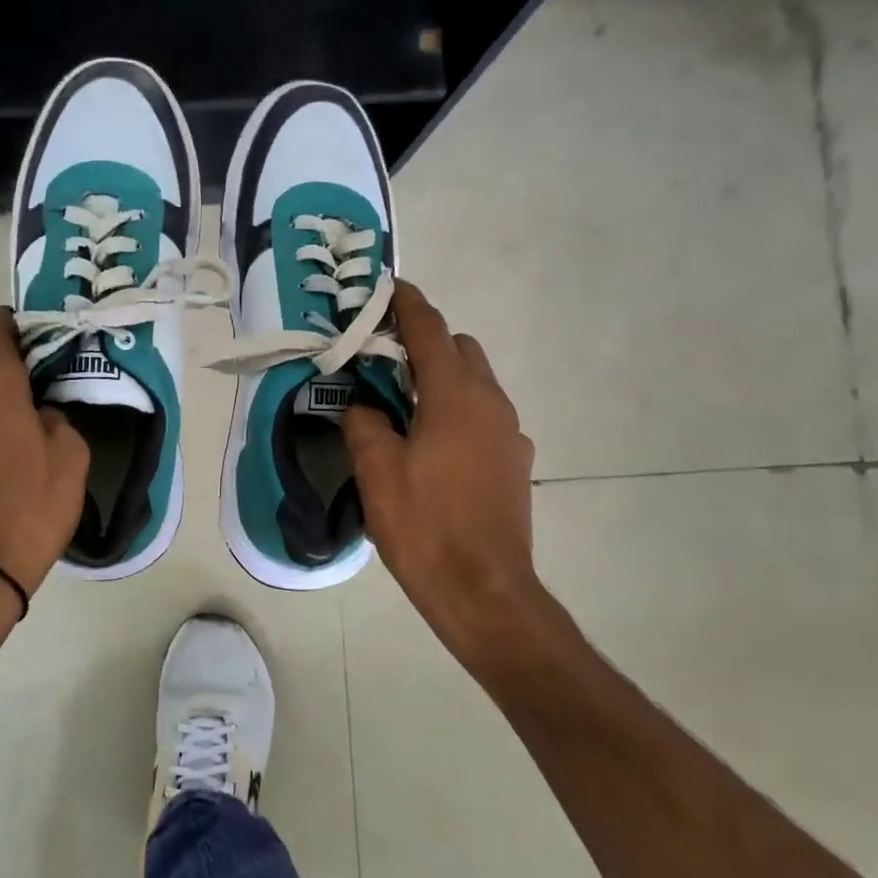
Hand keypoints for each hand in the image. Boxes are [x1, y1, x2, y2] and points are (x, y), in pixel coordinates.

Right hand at [343, 282, 548, 668]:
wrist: (485, 591)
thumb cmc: (425, 525)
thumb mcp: (376, 470)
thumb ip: (364, 423)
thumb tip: (362, 406)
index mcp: (455, 396)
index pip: (429, 329)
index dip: (407, 303)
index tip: (387, 286)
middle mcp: (491, 403)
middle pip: (460, 349)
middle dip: (425, 342)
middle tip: (383, 360)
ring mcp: (510, 433)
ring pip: (475, 383)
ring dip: (442, 378)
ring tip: (403, 405)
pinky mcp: (515, 462)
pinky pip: (484, 417)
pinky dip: (457, 411)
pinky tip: (432, 447)